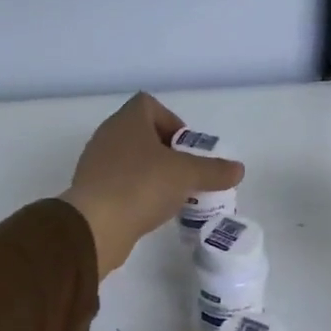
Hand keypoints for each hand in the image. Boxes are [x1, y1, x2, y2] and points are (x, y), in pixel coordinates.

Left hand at [61, 93, 242, 277]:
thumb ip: (214, 171)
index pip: (148, 104)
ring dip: (153, 173)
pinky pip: (121, 183)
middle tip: (186, 172)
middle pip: (141, 133)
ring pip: (131, 160)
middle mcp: (108, 136)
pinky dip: (138, 191)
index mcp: (127, 121)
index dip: (171, 120)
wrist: (95, 226)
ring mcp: (96, 164)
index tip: (186, 147)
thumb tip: (238, 169)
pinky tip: (152, 210)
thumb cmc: (141, 186)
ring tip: (173, 194)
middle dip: (167, 151)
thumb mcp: (187, 175)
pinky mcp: (92, 191)